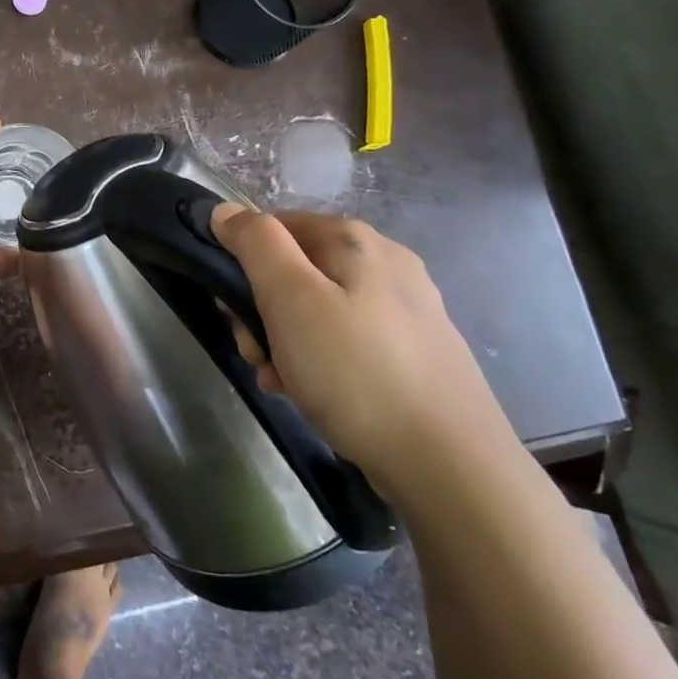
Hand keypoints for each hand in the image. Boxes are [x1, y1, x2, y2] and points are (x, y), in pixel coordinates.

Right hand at [210, 206, 509, 490]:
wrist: (451, 467)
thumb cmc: (355, 373)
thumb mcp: (291, 299)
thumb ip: (255, 244)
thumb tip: (226, 211)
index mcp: (354, 239)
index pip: (272, 227)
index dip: (242, 263)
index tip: (232, 310)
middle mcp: (385, 263)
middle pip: (294, 269)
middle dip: (261, 310)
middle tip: (256, 354)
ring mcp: (405, 309)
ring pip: (317, 308)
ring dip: (284, 341)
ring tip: (280, 382)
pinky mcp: (415, 352)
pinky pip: (345, 341)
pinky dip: (319, 361)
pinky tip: (311, 394)